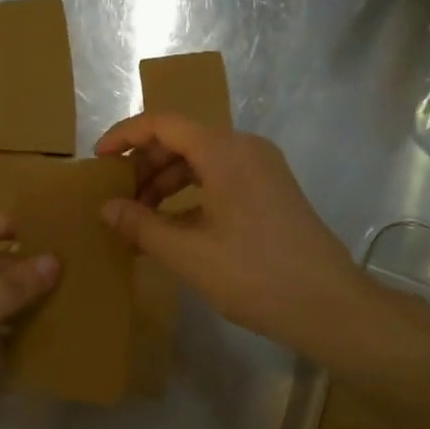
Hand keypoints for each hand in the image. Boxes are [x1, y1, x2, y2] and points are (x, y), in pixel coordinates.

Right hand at [94, 114, 371, 357]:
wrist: (330, 305)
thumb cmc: (255, 275)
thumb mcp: (188, 254)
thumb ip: (141, 225)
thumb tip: (107, 207)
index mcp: (224, 151)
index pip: (163, 123)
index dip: (125, 135)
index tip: (98, 160)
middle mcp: (246, 148)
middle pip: (183, 138)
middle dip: (145, 164)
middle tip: (118, 197)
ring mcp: (264, 168)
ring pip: (202, 159)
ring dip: (167, 181)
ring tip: (141, 216)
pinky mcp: (273, 189)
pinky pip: (221, 176)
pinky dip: (192, 192)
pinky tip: (175, 225)